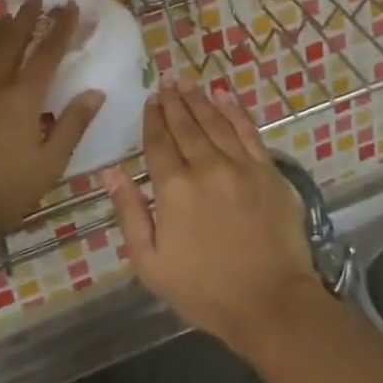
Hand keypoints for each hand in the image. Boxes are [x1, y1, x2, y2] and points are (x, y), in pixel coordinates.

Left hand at [0, 0, 102, 265]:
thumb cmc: (5, 192)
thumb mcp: (49, 163)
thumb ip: (72, 125)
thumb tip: (96, 92)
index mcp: (23, 99)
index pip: (46, 54)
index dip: (60, 28)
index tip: (70, 6)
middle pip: (12, 42)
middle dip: (27, 17)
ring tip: (8, 12)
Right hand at [103, 79, 321, 353]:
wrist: (271, 302)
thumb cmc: (204, 290)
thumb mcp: (150, 263)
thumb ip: (129, 212)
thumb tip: (111, 171)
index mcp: (174, 188)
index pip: (159, 143)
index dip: (153, 119)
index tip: (150, 100)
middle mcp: (206, 167)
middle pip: (186, 126)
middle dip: (173, 102)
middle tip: (166, 80)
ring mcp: (241, 166)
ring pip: (215, 122)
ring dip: (199, 100)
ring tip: (187, 82)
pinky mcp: (268, 171)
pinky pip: (248, 131)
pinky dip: (234, 111)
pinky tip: (225, 96)